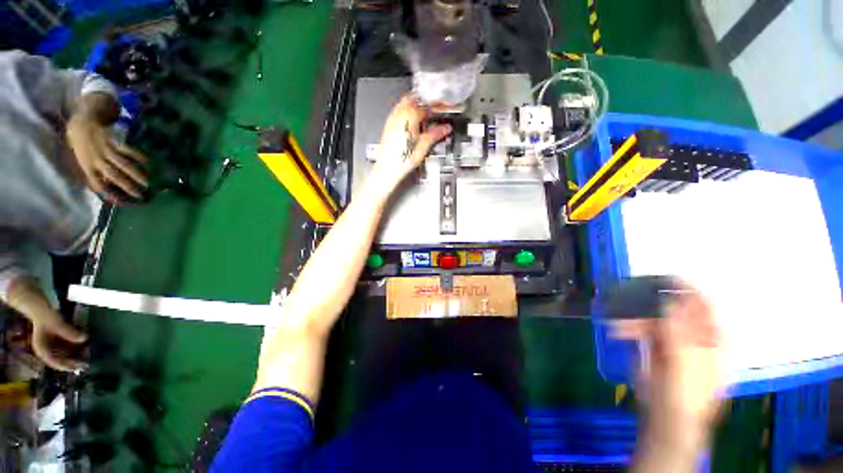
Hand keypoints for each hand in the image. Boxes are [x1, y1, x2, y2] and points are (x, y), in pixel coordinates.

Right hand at [31, 310, 87, 371]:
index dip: (65, 366)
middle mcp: (46, 349)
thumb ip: (68, 332)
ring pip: (65, 353)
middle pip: (61, 359)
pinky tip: (85, 345)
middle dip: (74, 360)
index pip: (53, 362)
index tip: (76, 367)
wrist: (39, 305)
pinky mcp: (57, 339)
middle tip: (86, 361)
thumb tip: (84, 338)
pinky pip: (68, 346)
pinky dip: (76, 346)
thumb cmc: (45, 315)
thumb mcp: (56, 324)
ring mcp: (52, 344)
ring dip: (76, 353)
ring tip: (88, 353)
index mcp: (42, 349)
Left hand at [66, 115, 147, 202]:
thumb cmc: (82, 146)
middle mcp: (97, 160)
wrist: (81, 125)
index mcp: (87, 167)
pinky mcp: (113, 141)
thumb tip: (105, 187)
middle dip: (127, 186)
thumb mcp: (82, 161)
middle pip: (114, 175)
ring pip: (122, 164)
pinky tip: (146, 161)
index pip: (98, 184)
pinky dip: (137, 155)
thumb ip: (92, 173)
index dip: (109, 194)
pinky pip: (126, 149)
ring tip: (147, 182)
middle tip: (140, 195)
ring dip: (135, 174)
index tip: (121, 201)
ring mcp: (106, 150)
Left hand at [369, 94, 451, 192]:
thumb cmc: (402, 160)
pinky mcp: (388, 126)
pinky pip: (398, 113)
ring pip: (404, 104)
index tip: (441, 111)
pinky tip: (412, 124)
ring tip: (424, 117)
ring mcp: (392, 120)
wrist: (388, 169)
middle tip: (433, 110)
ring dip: (415, 107)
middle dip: (424, 103)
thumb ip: (435, 134)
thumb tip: (445, 128)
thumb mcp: (423, 146)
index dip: (435, 108)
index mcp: (409, 116)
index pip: (425, 105)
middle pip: (413, 99)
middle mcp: (398, 114)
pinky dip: (407, 114)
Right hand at [612, 286, 723, 441]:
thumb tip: (669, 301)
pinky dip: (628, 327)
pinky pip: (641, 328)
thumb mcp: (684, 368)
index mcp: (711, 338)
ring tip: (617, 326)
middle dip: (649, 305)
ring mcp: (674, 340)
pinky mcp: (656, 345)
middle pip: (673, 309)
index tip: (663, 278)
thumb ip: (679, 335)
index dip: (687, 290)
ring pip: (653, 318)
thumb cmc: (684, 398)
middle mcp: (694, 334)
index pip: (704, 305)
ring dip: (633, 318)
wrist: (667, 419)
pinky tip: (617, 332)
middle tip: (627, 304)